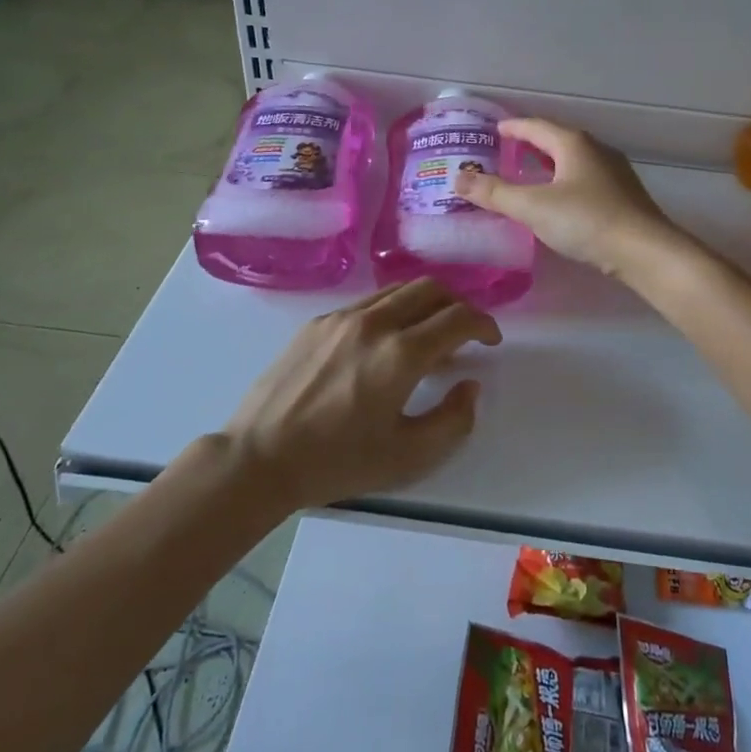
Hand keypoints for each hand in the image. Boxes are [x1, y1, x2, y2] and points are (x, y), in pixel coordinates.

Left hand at [221, 279, 500, 508]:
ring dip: (425, 302)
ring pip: (398, 289)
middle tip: (465, 331)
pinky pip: (368, 301)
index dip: (484, 324)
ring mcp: (342, 317)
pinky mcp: (318, 321)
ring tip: (429, 332)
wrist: (260, 457)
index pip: (458, 318)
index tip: (490, 340)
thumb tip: (469, 385)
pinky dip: (393, 309)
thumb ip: (453, 420)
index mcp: (402, 353)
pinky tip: (386, 340)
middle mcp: (375, 322)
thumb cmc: (338, 462)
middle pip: (431, 289)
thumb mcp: (408, 456)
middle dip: (458, 304)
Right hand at [455, 118, 681, 278]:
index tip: (494, 130)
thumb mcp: (532, 207)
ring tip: (527, 177)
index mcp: (573, 144)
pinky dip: (563, 182)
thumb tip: (458, 179)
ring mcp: (613, 173)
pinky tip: (558, 201)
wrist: (645, 251)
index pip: (535, 126)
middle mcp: (595, 150)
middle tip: (505, 154)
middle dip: (530, 146)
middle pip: (555, 140)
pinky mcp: (622, 196)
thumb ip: (494, 193)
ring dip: (548, 165)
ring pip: (572, 161)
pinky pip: (583, 179)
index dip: (512, 127)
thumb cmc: (586, 221)